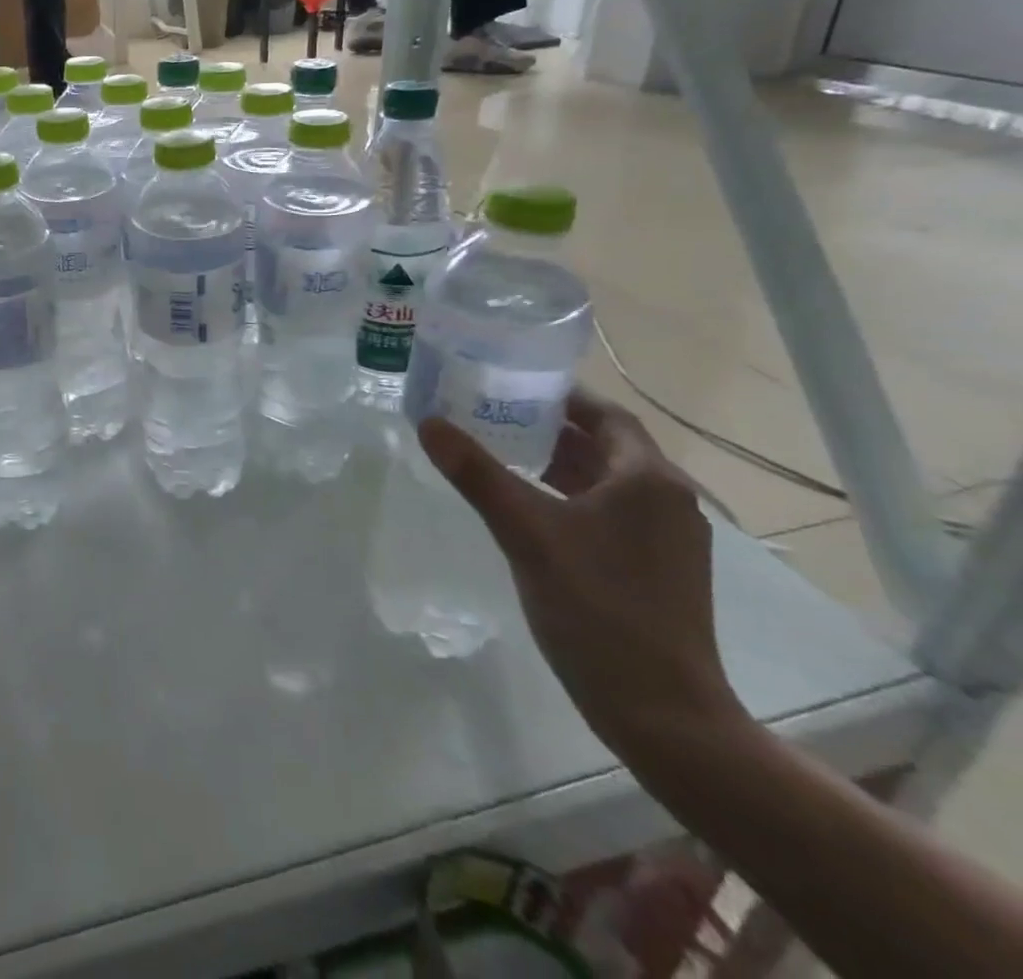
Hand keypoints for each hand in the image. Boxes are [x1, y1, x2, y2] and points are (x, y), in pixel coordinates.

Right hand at [417, 390, 745, 759]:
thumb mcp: (525, 532)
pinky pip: (609, 512)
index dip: (559, 394)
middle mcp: (666, 500)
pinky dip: (569, 496)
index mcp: (647, 479)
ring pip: (606, 481)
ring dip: (558, 462)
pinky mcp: (657, 569)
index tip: (508, 382)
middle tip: (490, 413)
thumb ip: (477, 473)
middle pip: (605, 445)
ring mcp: (666, 538)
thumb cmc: (597, 607)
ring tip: (499, 453)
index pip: (605, 414)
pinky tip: (529, 508)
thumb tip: (429, 423)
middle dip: (549, 427)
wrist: (663, 712)